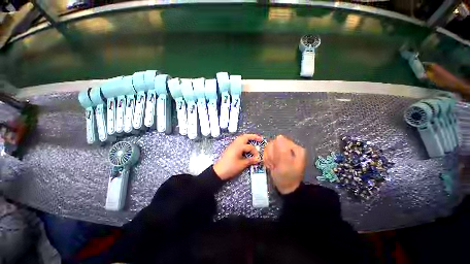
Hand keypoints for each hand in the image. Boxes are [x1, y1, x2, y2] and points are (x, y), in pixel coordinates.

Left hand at [213, 134, 262, 179]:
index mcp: (238, 147)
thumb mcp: (242, 165)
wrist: (218, 171)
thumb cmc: (230, 168)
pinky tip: (246, 144)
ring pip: (241, 138)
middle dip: (253, 137)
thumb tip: (258, 159)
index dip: (255, 152)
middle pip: (245, 137)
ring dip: (248, 137)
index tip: (258, 158)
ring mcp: (232, 145)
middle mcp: (235, 144)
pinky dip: (244, 141)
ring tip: (254, 139)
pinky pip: (238, 141)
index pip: (250, 147)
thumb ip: (250, 160)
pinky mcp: (230, 147)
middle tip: (260, 138)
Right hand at [263, 135, 305, 193]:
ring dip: (268, 158)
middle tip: (275, 164)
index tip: (277, 161)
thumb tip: (279, 137)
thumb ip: (282, 150)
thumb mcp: (286, 165)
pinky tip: (271, 165)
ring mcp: (282, 151)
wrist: (285, 187)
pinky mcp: (277, 154)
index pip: (279, 141)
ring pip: (269, 147)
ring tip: (273, 166)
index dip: (275, 150)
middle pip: (273, 143)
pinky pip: (267, 152)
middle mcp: (289, 147)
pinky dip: (267, 159)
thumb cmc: (287, 177)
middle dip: (271, 155)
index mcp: (295, 148)